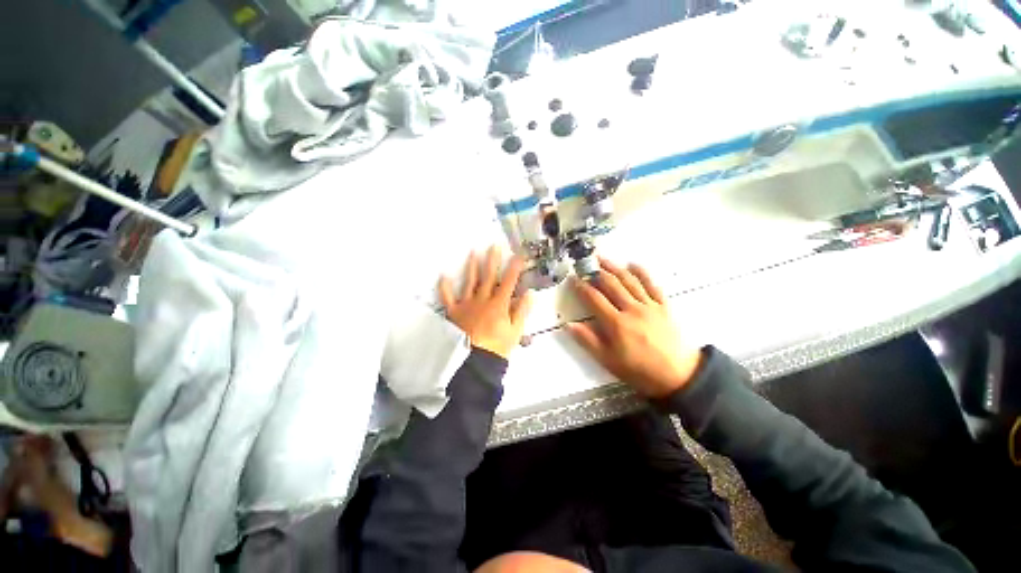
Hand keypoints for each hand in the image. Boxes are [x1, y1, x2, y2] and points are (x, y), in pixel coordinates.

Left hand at [439, 247, 533, 358]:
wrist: (475, 361)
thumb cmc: (497, 347)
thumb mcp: (515, 331)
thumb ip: (521, 311)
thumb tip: (529, 293)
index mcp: (499, 304)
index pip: (509, 282)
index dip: (515, 267)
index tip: (519, 254)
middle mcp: (483, 299)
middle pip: (488, 276)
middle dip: (492, 260)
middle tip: (493, 245)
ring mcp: (467, 304)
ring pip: (470, 282)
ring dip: (471, 266)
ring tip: (472, 252)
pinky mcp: (454, 312)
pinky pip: (448, 298)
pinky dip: (445, 287)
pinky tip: (443, 276)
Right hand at [567, 258, 701, 398]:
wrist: (679, 376)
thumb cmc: (640, 370)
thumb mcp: (609, 361)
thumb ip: (588, 341)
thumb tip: (569, 325)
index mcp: (616, 324)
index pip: (594, 299)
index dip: (582, 287)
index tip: (574, 279)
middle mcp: (632, 309)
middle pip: (611, 285)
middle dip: (597, 271)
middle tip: (586, 262)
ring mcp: (649, 305)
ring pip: (629, 281)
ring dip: (615, 267)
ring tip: (603, 258)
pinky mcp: (664, 306)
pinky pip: (652, 285)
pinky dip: (642, 273)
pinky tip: (633, 264)